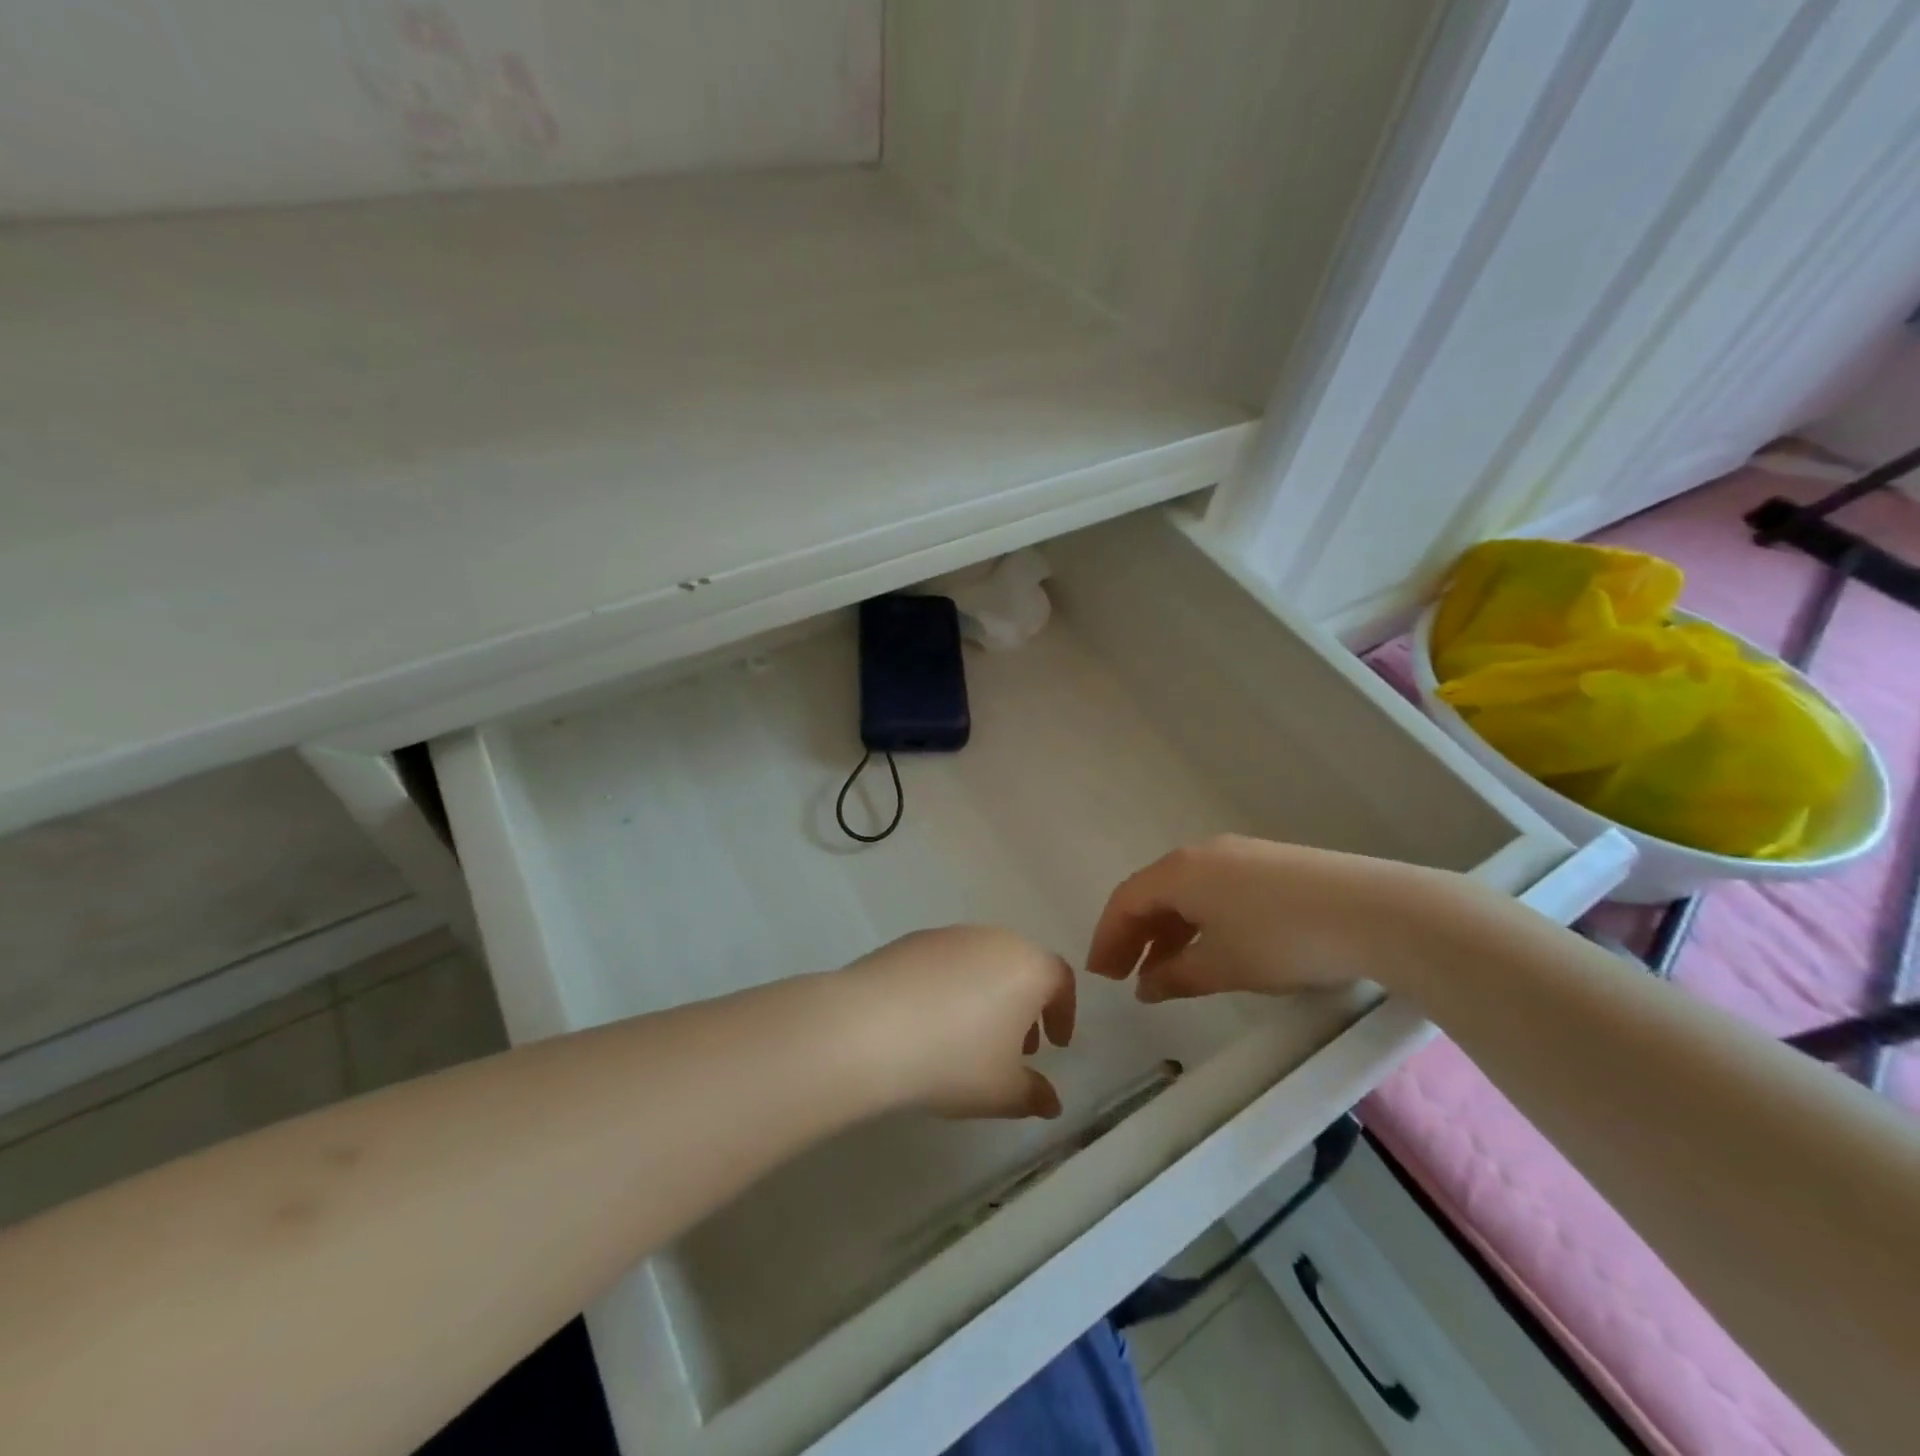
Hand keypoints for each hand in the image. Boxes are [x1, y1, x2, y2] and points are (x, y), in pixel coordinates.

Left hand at [835, 927, 1075, 1119]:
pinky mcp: (911, 940)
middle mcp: (994, 939)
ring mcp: (949, 935)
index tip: (1055, 1045)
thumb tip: (1051, 1101)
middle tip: (1015, 1046)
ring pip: (982, 963)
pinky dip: (950, 988)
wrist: (869, 1028)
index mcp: (1028, 966)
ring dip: (986, 995)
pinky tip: (929, 1024)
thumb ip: (1033, 1095)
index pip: (1061, 980)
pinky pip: (945, 964)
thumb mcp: (1002, 1092)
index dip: (1064, 1013)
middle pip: (1021, 966)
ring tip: (968, 1038)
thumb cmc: (953, 1059)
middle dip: (1024, 1006)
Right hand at [1087, 835, 1456, 1001]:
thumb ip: (1176, 976)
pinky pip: (1215, 892)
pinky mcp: (1270, 866)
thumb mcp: (1223, 965)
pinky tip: (1211, 949)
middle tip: (1124, 976)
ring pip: (1186, 893)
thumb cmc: (1282, 938)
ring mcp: (1239, 856)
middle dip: (1134, 935)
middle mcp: (1202, 855)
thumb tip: (1147, 986)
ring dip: (1168, 931)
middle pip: (1153, 893)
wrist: (1373, 910)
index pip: (1126, 900)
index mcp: (1181, 872)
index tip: (1100, 976)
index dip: (1107, 938)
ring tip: (1165, 972)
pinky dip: (1200, 922)